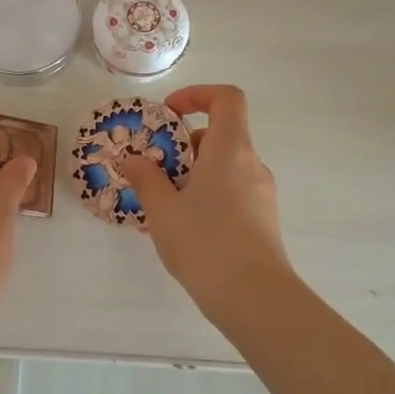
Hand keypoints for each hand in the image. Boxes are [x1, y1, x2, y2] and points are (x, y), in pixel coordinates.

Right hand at [120, 85, 294, 318]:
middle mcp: (251, 164)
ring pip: (225, 166)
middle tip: (155, 168)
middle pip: (221, 134)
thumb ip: (146, 178)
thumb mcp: (163, 210)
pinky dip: (207, 194)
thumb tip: (131, 159)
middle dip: (184, 144)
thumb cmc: (206, 244)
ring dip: (194, 173)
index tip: (168, 115)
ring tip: (163, 203)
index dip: (197, 95)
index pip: (227, 98)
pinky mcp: (263, 219)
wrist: (255, 299)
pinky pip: (232, 191)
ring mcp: (261, 193)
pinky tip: (184, 226)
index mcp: (230, 150)